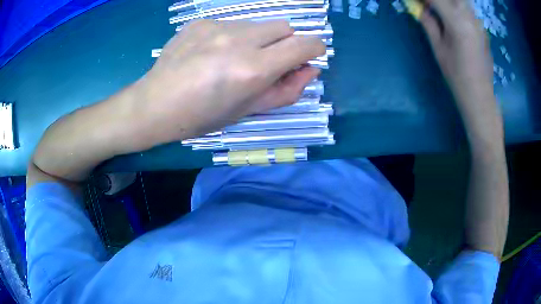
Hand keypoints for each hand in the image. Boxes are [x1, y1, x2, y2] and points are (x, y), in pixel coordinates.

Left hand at [133, 19, 324, 146]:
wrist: (154, 104)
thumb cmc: (201, 117)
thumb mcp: (247, 111)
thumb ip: (286, 91)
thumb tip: (311, 70)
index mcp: (252, 69)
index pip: (304, 44)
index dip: (314, 49)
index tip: (308, 57)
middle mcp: (239, 40)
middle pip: (285, 26)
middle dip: (285, 43)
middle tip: (265, 62)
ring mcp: (217, 26)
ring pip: (257, 24)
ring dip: (257, 39)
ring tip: (231, 59)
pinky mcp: (201, 21)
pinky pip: (231, 23)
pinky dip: (232, 36)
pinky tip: (211, 52)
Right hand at [420, 0, 493, 105]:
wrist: (480, 96)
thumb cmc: (457, 76)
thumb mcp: (439, 49)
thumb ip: (429, 23)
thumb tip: (420, 8)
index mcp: (457, 21)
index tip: (416, 2)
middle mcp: (470, 17)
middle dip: (437, 0)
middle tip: (430, 6)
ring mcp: (478, 22)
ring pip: (462, 1)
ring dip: (450, 3)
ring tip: (440, 11)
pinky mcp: (482, 28)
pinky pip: (468, 9)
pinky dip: (457, 7)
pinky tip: (452, 17)